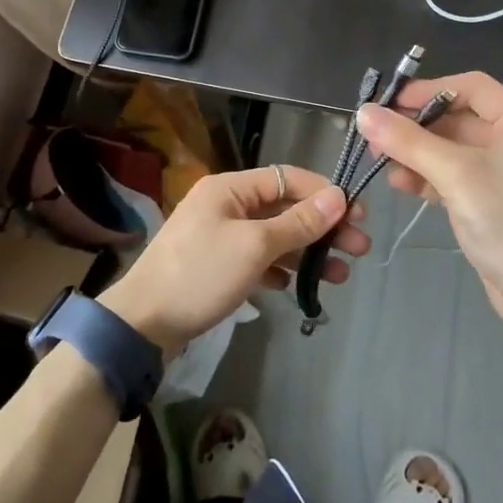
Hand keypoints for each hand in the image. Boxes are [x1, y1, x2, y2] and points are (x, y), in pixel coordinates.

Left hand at [99, 166, 369, 351]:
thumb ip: (297, 223)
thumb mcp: (254, 247)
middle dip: (322, 227)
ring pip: (274, 237)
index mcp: (230, 188)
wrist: (142, 323)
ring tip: (341, 275)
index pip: (287, 178)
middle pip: (284, 208)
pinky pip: (258, 259)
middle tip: (359, 249)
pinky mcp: (216, 265)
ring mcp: (219, 236)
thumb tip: (338, 199)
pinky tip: (298, 287)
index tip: (357, 215)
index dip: (324, 194)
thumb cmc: (200, 274)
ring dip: (307, 252)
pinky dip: (280, 269)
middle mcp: (226, 205)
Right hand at [355, 72, 502, 333]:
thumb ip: (408, 141)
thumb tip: (364, 112)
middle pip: (459, 117)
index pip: (472, 87)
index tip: (390, 103)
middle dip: (416, 126)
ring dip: (417, 152)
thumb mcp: (455, 175)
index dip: (429, 90)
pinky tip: (400, 183)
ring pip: (453, 148)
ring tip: (381, 162)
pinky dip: (429, 176)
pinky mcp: (494, 201)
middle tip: (376, 136)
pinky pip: (456, 175)